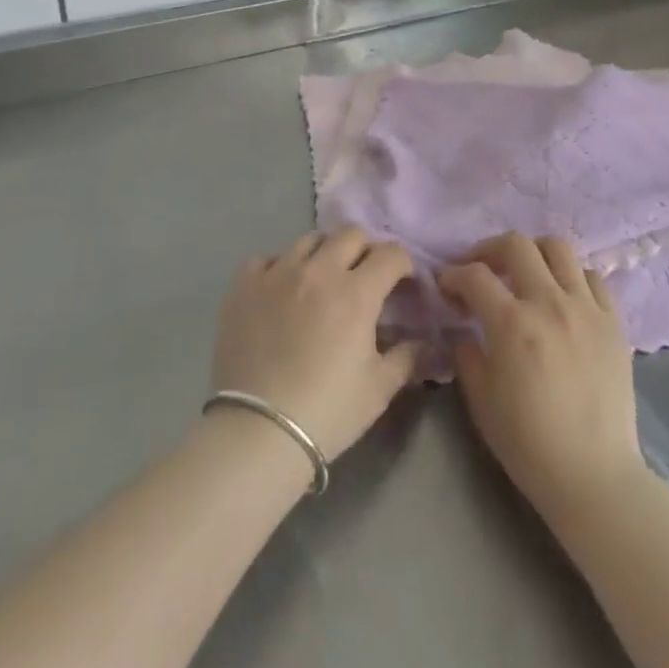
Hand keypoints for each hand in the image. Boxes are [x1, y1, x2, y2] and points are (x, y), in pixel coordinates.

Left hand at [211, 228, 418, 461]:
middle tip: (366, 276)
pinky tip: (282, 290)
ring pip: (309, 240)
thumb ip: (407, 357)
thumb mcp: (379, 389)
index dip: (404, 264)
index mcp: (356, 292)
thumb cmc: (327, 412)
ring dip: (325, 253)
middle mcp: (318, 271)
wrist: (257, 432)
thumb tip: (424, 342)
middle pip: (351, 235)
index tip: (404, 282)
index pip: (390, 254)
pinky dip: (280, 267)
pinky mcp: (244, 285)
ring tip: (324, 278)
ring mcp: (278, 273)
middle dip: (367, 249)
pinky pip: (267, 258)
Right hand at [438, 234, 645, 520]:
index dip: (453, 274)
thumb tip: (463, 328)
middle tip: (481, 269)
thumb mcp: (481, 401)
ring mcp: (586, 308)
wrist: (594, 476)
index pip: (475, 275)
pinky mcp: (614, 321)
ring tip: (525, 274)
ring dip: (534, 253)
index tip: (446, 285)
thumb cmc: (529, 444)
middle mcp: (550, 303)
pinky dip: (572, 277)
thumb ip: (467, 355)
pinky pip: (593, 277)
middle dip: (489, 250)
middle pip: (516, 245)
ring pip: (559, 248)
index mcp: (512, 323)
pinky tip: (563, 297)